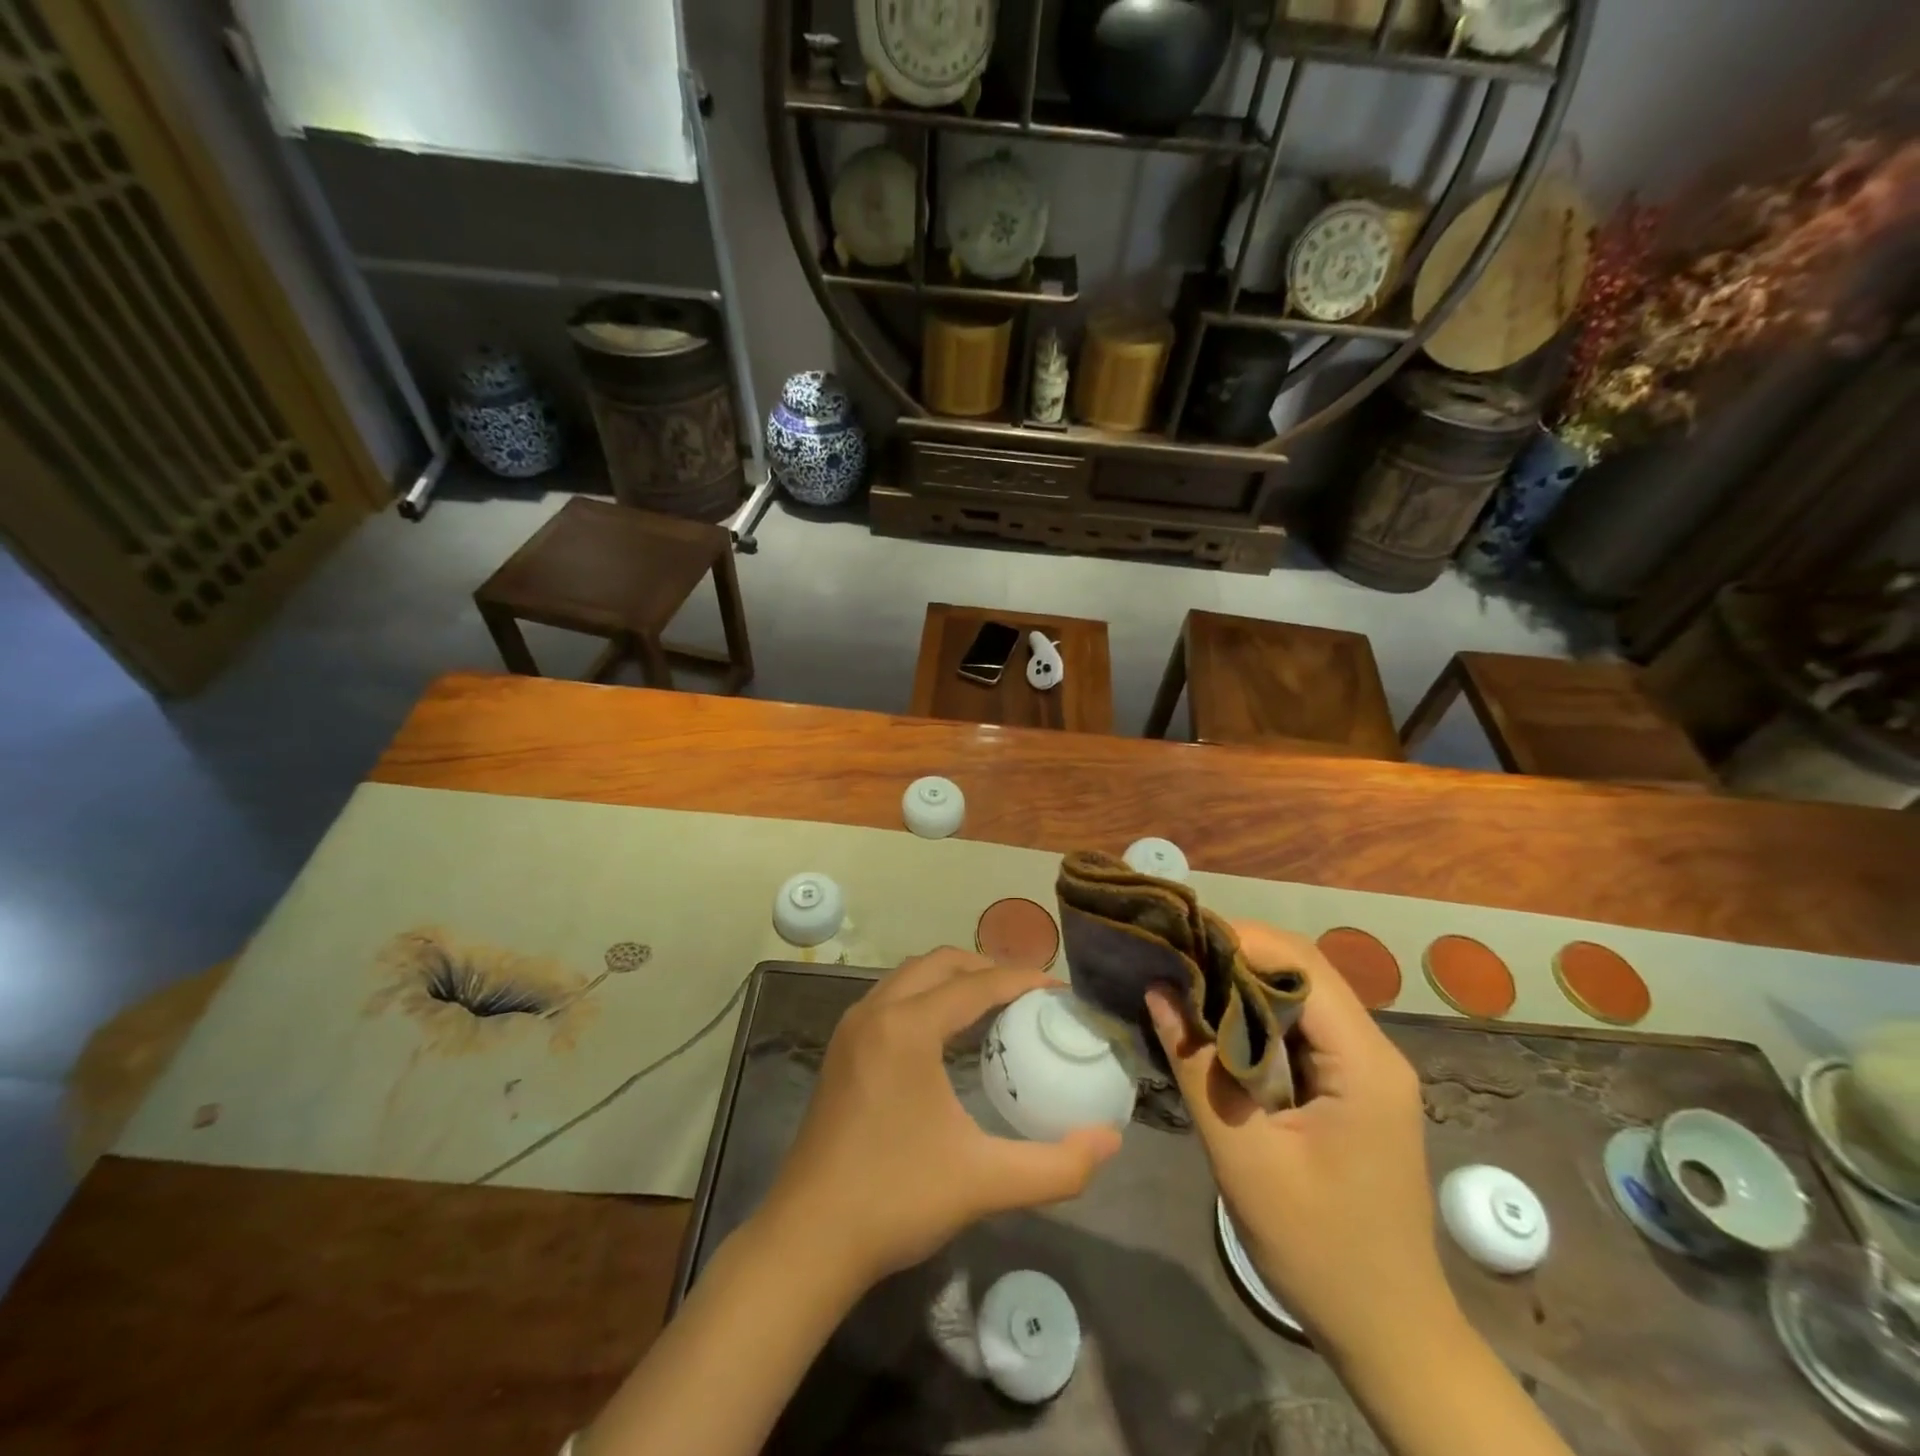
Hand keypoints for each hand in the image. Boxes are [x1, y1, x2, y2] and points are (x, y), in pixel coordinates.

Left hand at [761, 949, 1121, 1289]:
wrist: (807, 1240)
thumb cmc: (896, 1200)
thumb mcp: (985, 1182)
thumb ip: (1057, 1166)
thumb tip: (1110, 1141)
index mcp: (907, 1027)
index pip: (976, 984)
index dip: (1022, 980)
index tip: (1059, 991)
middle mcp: (876, 1011)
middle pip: (940, 963)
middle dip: (987, 968)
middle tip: (1029, 994)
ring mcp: (852, 1028)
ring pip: (911, 976)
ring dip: (953, 978)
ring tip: (994, 1005)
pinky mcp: (841, 1050)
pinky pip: (892, 997)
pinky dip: (927, 996)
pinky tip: (948, 1034)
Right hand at [1147, 921, 1450, 1357]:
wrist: (1389, 1331)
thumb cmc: (1318, 1248)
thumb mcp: (1243, 1156)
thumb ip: (1197, 1065)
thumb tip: (1158, 990)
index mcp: (1363, 1062)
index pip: (1300, 964)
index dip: (1238, 939)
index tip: (1178, 940)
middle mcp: (1374, 1051)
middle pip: (1303, 970)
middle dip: (1236, 953)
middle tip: (1172, 956)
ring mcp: (1367, 1069)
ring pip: (1301, 995)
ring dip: (1243, 981)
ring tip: (1183, 977)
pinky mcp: (1353, 1087)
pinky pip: (1302, 1029)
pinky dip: (1256, 1014)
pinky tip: (1214, 1020)